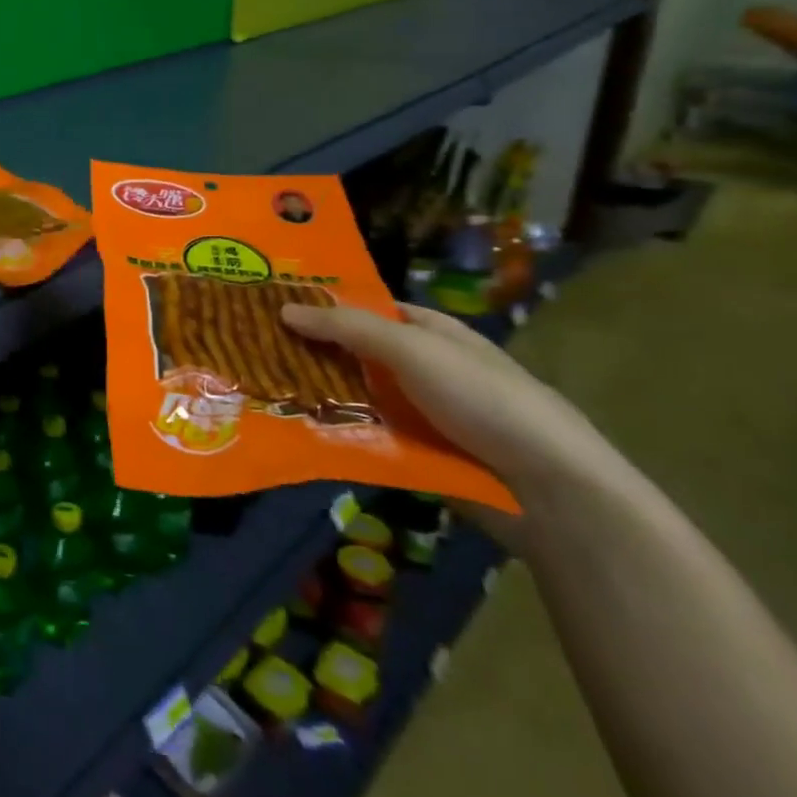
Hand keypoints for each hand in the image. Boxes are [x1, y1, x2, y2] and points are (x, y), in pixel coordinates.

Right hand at [280, 301, 617, 519]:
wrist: (548, 492)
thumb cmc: (484, 400)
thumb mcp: (414, 350)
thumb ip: (348, 328)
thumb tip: (283, 308)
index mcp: (429, 332)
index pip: (365, 308)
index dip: (321, 305)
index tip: (268, 306)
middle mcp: (420, 368)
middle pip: (352, 353)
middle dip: (307, 351)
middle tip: (248, 349)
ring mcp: (415, 413)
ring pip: (351, 396)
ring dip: (313, 394)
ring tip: (254, 388)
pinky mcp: (410, 454)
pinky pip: (360, 434)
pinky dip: (330, 431)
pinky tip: (288, 428)